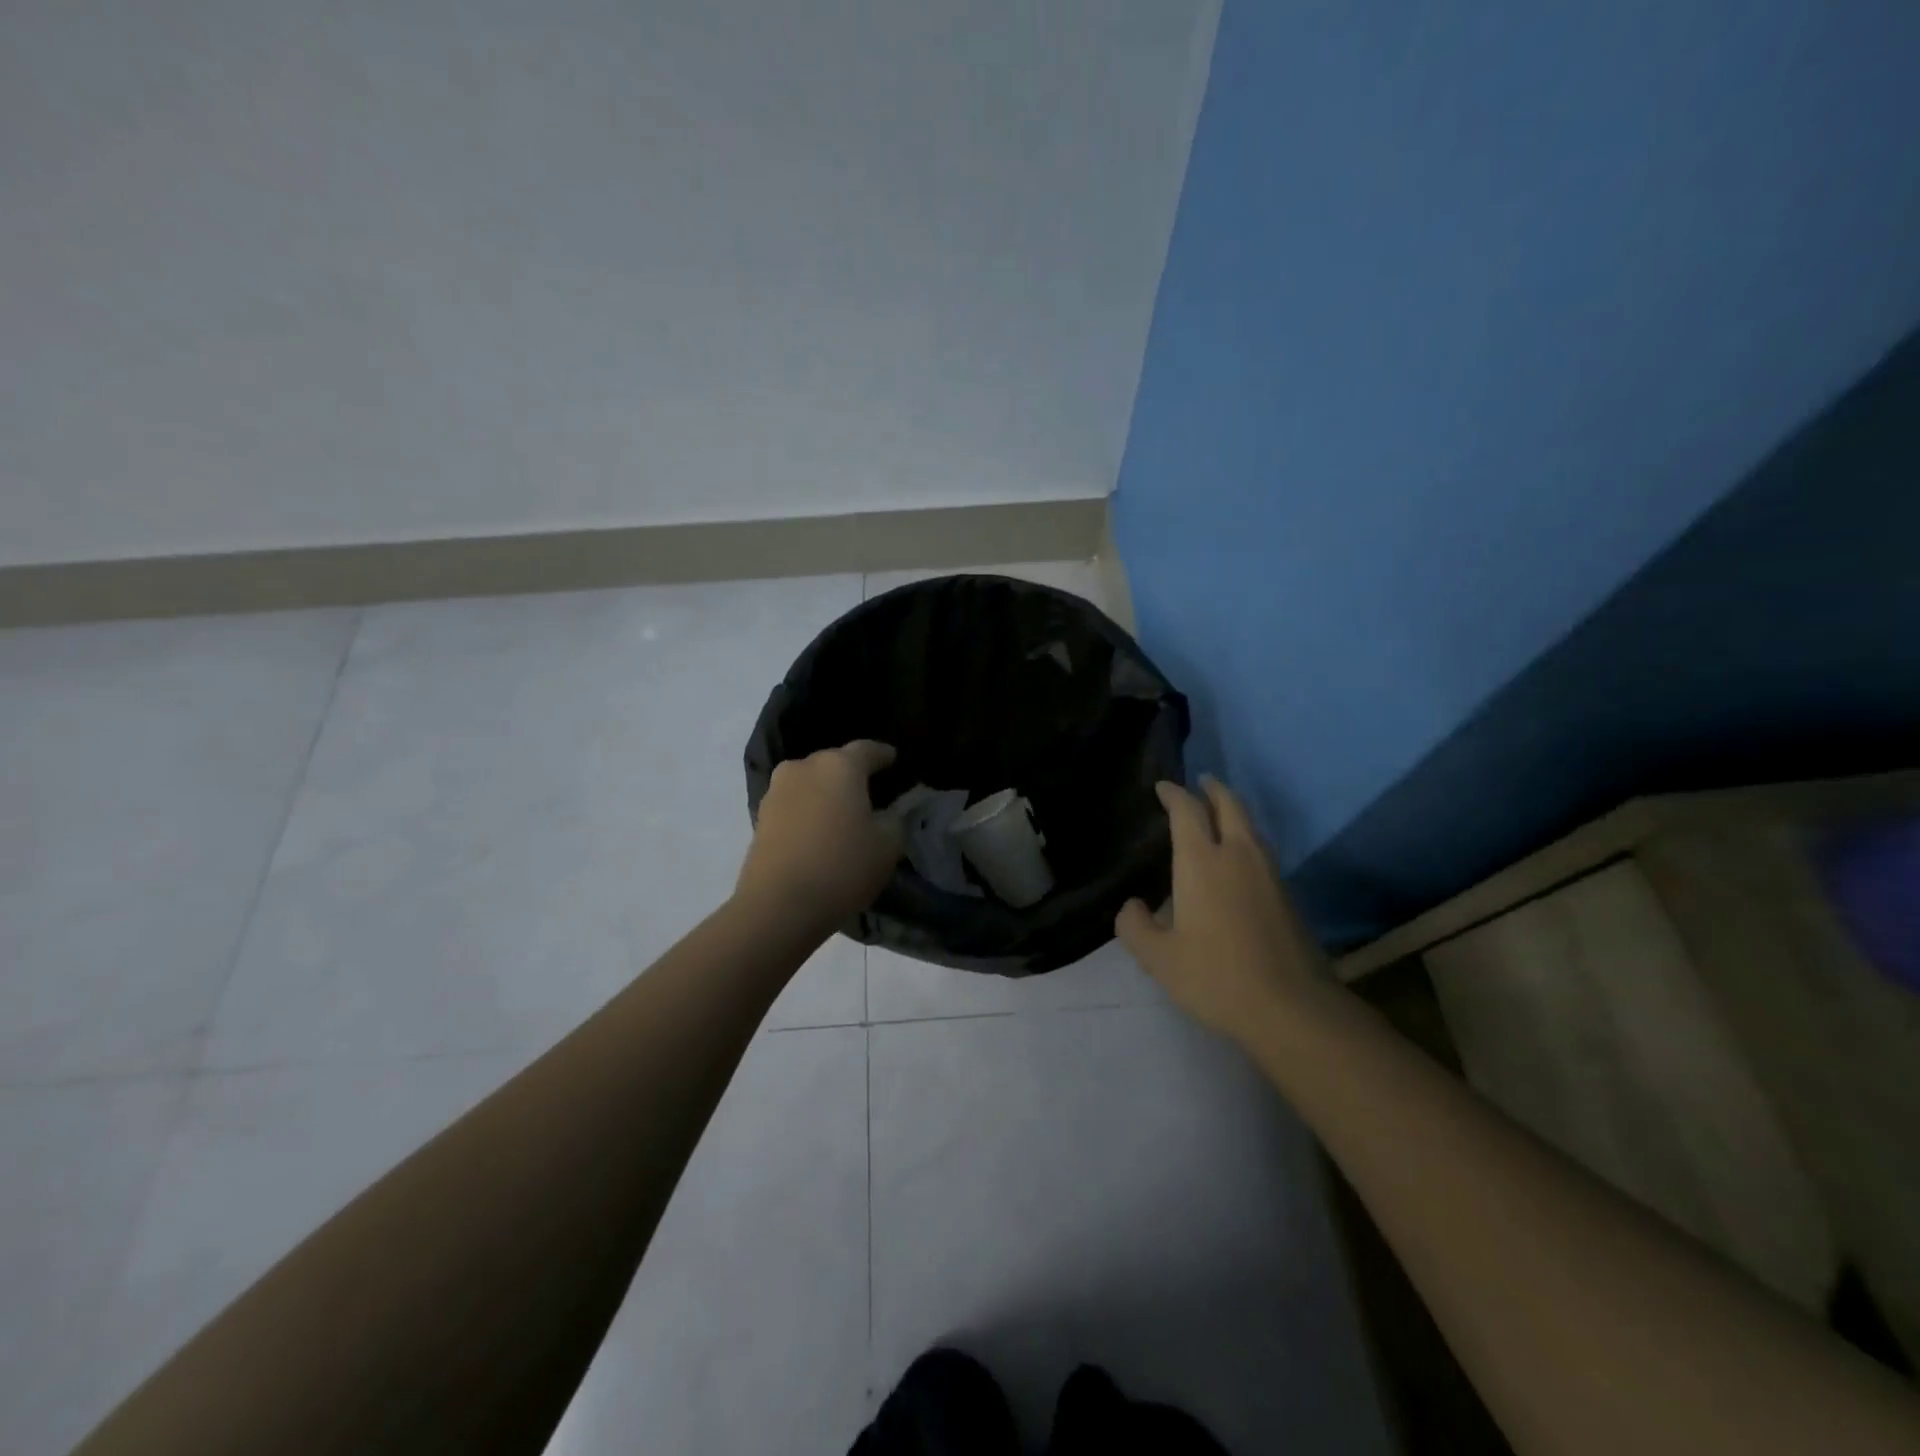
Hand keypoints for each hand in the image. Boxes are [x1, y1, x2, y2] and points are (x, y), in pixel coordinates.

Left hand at [736, 741, 905, 931]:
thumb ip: (896, 818)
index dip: (884, 755)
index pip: (868, 749)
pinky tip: (819, 830)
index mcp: (839, 765)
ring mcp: (777, 791)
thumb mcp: (888, 844)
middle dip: (852, 774)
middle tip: (870, 792)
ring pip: (811, 783)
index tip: (894, 760)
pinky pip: (794, 804)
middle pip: (835, 763)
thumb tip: (888, 811)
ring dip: (827, 793)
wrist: (779, 905)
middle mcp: (804, 767)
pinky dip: (809, 811)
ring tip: (843, 813)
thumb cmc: (842, 866)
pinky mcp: (760, 817)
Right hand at [1116, 778, 1329, 1039]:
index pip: (1187, 811)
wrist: (1292, 1008)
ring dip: (1234, 811)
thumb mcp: (1159, 958)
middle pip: (1229, 805)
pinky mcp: (1287, 895)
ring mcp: (1268, 873)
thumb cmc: (1216, 976)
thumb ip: (1135, 926)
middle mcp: (1238, 856)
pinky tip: (1239, 859)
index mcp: (1202, 862)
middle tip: (1201, 782)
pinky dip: (1247, 838)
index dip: (1174, 794)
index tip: (1163, 787)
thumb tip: (1132, 906)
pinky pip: (1262, 850)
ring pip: (1251, 826)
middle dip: (1213, 789)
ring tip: (1220, 813)